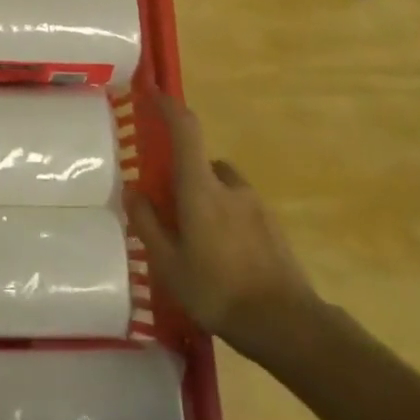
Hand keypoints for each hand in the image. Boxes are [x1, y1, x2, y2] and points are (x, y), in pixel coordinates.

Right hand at [126, 94, 320, 359]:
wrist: (288, 325)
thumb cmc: (218, 291)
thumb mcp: (168, 264)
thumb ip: (147, 224)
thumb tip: (132, 191)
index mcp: (201, 188)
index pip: (186, 130)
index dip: (169, 107)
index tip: (153, 94)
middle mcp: (230, 186)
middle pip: (203, 162)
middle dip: (184, 175)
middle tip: (170, 207)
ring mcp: (256, 205)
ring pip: (223, 186)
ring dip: (208, 198)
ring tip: (197, 238)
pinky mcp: (273, 226)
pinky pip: (241, 208)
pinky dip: (227, 219)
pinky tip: (223, 256)